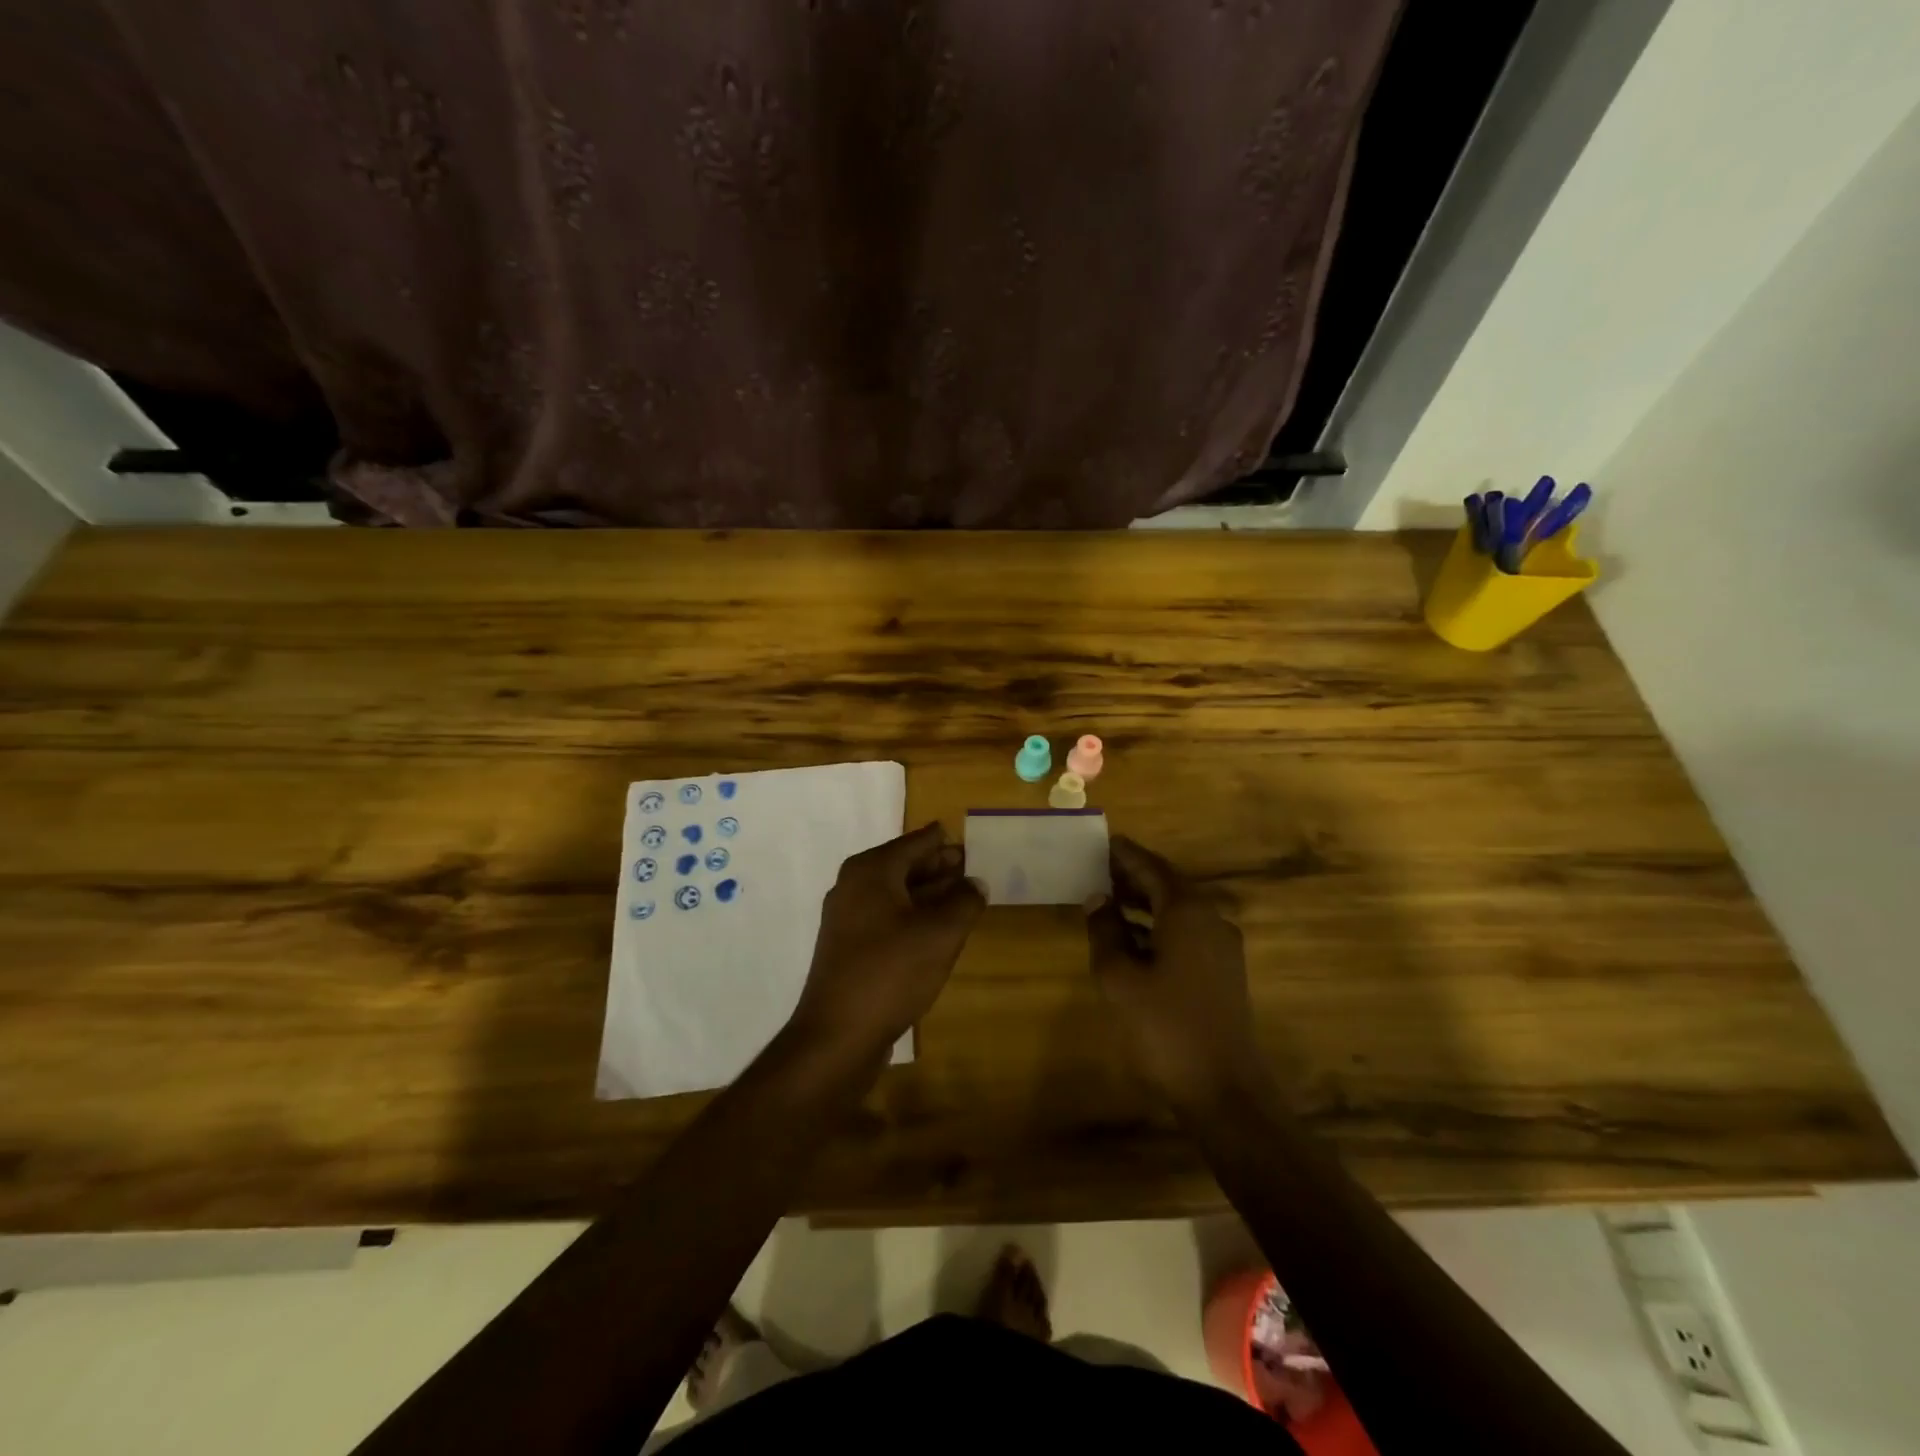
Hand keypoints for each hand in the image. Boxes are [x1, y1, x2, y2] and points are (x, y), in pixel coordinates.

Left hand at [787, 822, 984, 1066]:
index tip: (968, 839)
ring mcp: (847, 919)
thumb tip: (975, 883)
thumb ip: (964, 902)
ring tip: (963, 898)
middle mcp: (854, 886)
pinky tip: (937, 931)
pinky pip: (887, 919)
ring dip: (929, 894)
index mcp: (871, 871)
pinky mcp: (849, 948)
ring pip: (896, 895)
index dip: (943, 842)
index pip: (915, 843)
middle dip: (938, 867)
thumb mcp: (940, 934)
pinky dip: (913, 917)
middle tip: (972, 868)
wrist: (838, 1035)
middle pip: (904, 866)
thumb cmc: (891, 972)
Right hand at [1086, 836, 1268, 1111]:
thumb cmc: (1165, 1026)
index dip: (1126, 855)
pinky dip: (1159, 926)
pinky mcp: (1224, 972)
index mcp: (1187, 911)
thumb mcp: (1119, 977)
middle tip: (1100, 869)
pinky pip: (1187, 932)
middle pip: (1169, 885)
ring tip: (1110, 900)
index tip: (1104, 842)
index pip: (1152, 868)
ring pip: (1179, 910)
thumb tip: (1098, 898)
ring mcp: (1222, 947)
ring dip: (1146, 902)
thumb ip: (1105, 931)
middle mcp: (1211, 919)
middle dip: (1135, 876)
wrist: (1223, 1089)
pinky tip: (1134, 940)